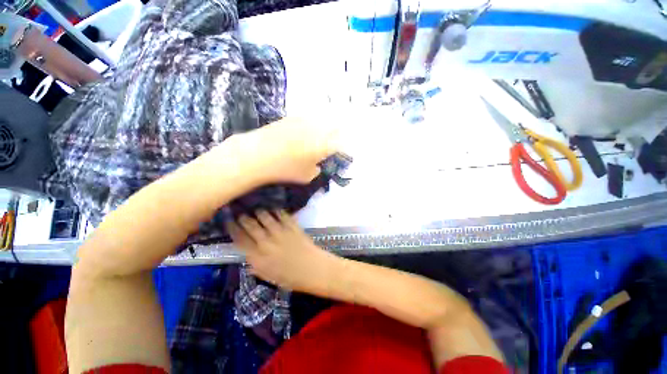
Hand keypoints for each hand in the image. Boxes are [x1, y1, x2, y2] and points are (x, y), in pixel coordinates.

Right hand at [227, 210, 336, 291]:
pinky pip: (283, 216)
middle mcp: (267, 243)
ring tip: (257, 209)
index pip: (240, 241)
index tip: (229, 223)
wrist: (313, 270)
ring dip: (260, 213)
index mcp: (258, 258)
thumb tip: (248, 258)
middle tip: (241, 214)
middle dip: (244, 219)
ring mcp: (280, 233)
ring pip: (266, 218)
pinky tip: (275, 209)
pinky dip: (278, 211)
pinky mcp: (293, 227)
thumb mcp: (270, 277)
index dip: (233, 230)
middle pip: (251, 227)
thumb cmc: (291, 278)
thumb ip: (257, 267)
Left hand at [239, 117, 339, 184]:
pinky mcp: (293, 117)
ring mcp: (305, 121)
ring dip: (327, 123)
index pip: (340, 143)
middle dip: (338, 132)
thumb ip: (316, 170)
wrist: (258, 154)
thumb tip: (318, 165)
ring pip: (323, 118)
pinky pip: (309, 117)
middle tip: (336, 137)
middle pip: (335, 126)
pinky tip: (308, 127)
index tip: (340, 150)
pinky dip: (313, 121)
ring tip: (325, 129)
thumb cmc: (285, 169)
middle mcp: (318, 130)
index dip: (343, 147)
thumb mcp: (306, 177)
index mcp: (324, 146)